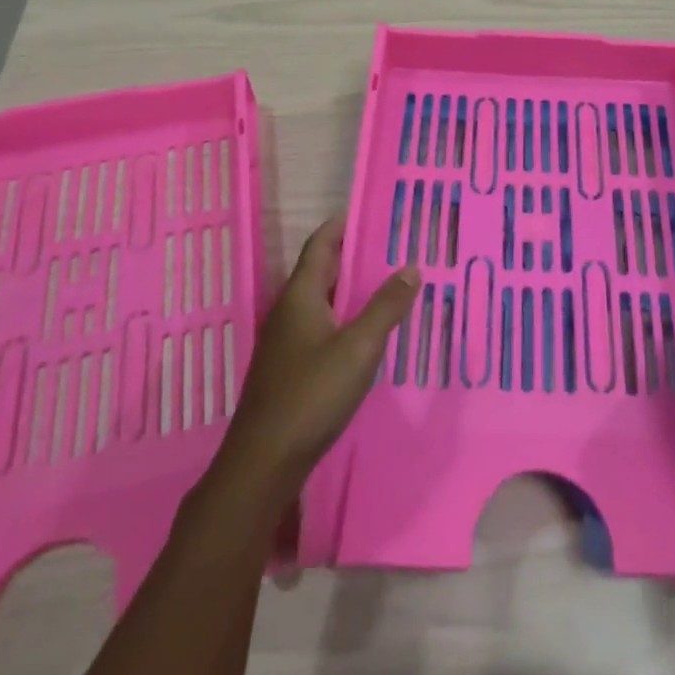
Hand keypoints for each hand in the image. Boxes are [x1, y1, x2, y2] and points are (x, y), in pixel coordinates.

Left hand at [216, 217, 418, 501]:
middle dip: (354, 254)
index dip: (343, 224)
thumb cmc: (311, 395)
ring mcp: (287, 341)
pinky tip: (367, 330)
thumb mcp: (358, 348)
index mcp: (300, 295)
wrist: (263, 464)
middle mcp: (289, 310)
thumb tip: (411, 266)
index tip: (372, 209)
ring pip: (323, 300)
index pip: (321, 244)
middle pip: (322, 269)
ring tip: (388, 282)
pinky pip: (322, 325)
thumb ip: (386, 306)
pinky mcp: (290, 368)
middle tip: (392, 244)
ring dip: (351, 288)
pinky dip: (345, 316)